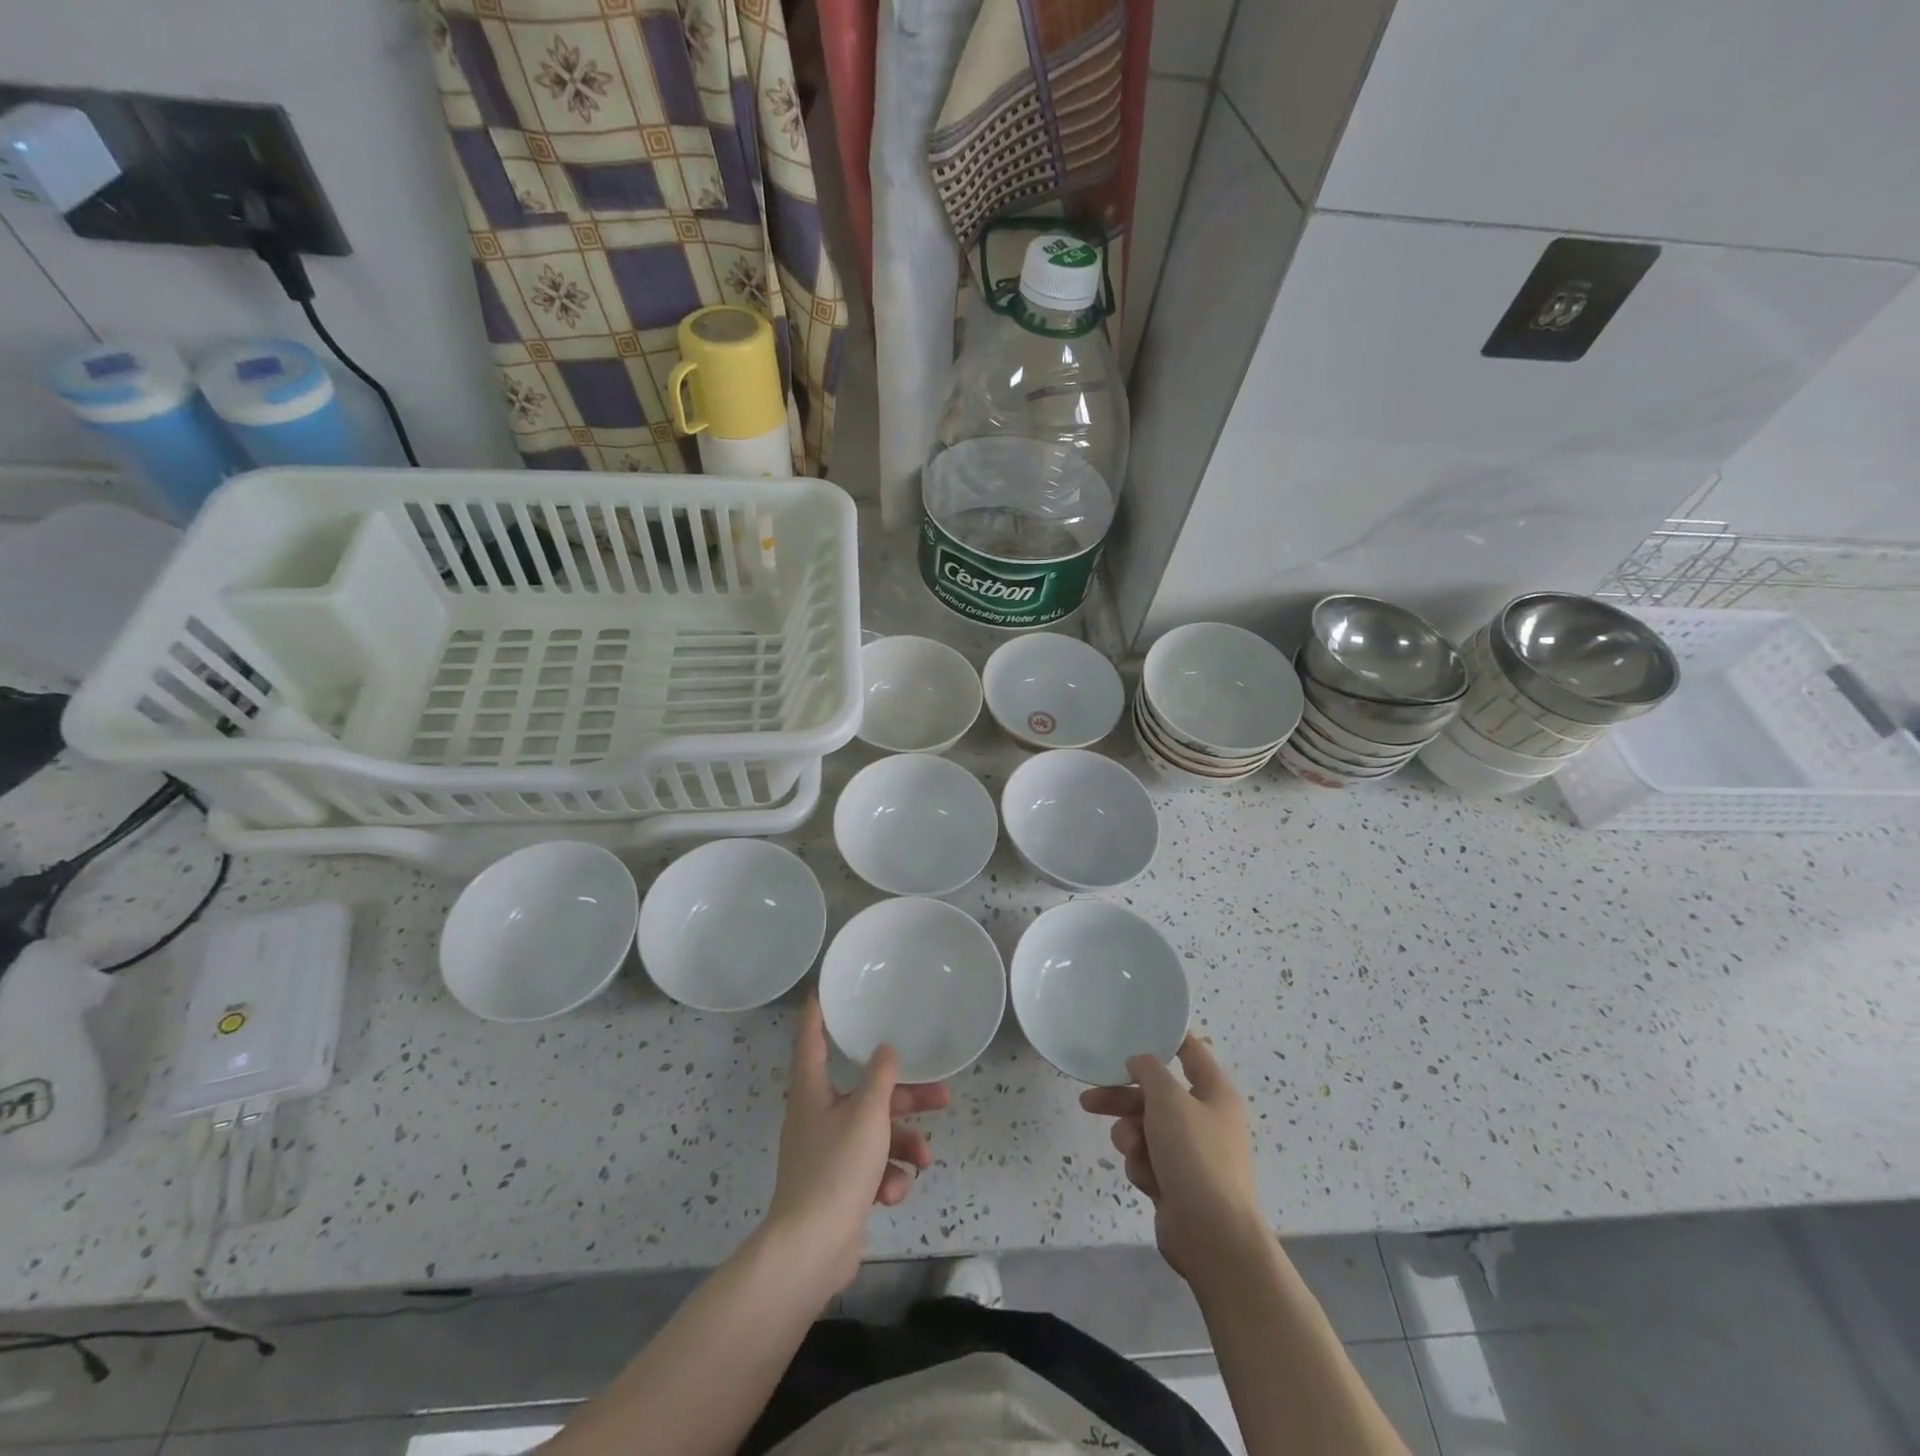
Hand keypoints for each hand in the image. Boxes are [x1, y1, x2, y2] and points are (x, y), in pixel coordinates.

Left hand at [764, 995, 949, 1292]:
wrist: (812, 1249)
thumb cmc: (836, 1168)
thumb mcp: (867, 1114)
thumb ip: (881, 1078)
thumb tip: (885, 1050)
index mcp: (812, 1091)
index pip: (811, 1041)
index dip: (816, 1016)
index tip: (821, 992)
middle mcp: (817, 1116)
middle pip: (865, 1093)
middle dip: (905, 1098)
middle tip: (942, 1096)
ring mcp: (827, 1153)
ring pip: (875, 1133)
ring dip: (903, 1145)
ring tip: (923, 1160)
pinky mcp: (839, 1187)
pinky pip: (871, 1168)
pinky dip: (886, 1177)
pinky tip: (893, 1193)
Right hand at [1080, 1034, 1267, 1282]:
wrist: (1213, 1237)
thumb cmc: (1195, 1156)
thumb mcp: (1168, 1100)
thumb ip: (1149, 1071)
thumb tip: (1141, 1062)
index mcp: (1215, 1093)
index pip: (1191, 1051)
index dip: (1166, 1038)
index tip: (1134, 1030)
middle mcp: (1206, 1119)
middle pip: (1156, 1094)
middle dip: (1123, 1098)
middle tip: (1090, 1099)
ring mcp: (1192, 1153)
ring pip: (1146, 1128)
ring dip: (1130, 1136)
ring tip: (1129, 1149)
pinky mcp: (1177, 1183)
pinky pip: (1148, 1160)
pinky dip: (1142, 1165)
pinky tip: (1146, 1179)